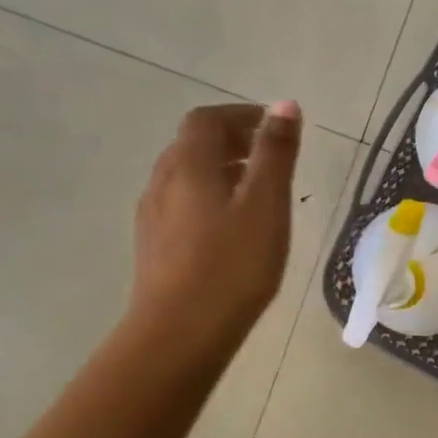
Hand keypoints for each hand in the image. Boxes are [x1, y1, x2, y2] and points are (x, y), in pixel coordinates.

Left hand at [125, 100, 301, 363]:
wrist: (180, 333)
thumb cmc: (232, 264)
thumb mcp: (266, 203)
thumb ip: (275, 152)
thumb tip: (284, 105)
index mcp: (188, 165)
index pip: (207, 119)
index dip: (241, 114)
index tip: (275, 127)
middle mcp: (163, 182)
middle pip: (192, 144)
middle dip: (232, 139)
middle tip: (271, 155)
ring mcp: (153, 215)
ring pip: (186, 175)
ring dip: (220, 168)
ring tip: (257, 190)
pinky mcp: (154, 245)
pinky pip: (182, 202)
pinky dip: (210, 194)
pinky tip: (232, 226)